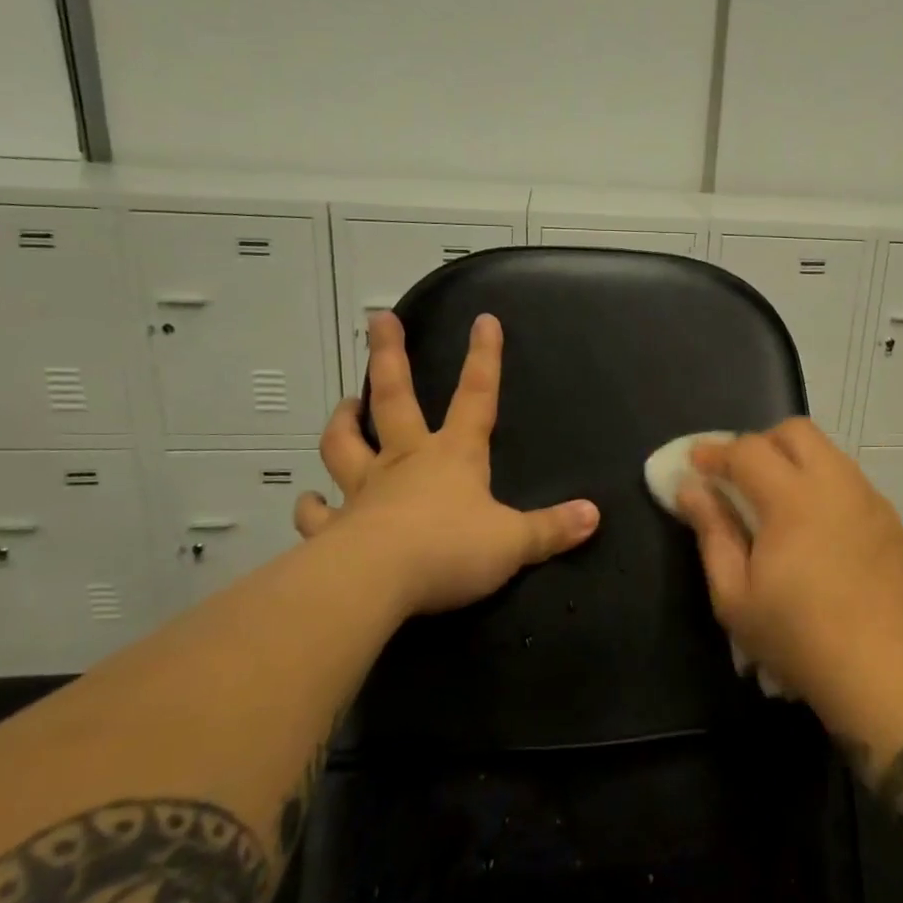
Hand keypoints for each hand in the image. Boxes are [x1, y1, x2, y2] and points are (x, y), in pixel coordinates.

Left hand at [294, 311, 598, 617]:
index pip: (476, 396)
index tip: (484, 320)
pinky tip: (309, 502)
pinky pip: (318, 512)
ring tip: (346, 405)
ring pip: (344, 445)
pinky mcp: (335, 528)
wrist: (375, 582)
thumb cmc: (449, 550)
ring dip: (343, 422)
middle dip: (390, 357)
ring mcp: (365, 490)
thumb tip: (593, 515)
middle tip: (380, 321)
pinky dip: (312, 506)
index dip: (484, 358)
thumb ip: (551, 529)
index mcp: (453, 455)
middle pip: (395, 398)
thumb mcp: (513, 542)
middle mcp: (405, 461)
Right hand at [674, 419, 902, 713]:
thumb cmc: (796, 637)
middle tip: (741, 477)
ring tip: (777, 502)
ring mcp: (869, 499)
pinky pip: (849, 481)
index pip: (747, 450)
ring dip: (795, 462)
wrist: (879, 672)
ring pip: (827, 452)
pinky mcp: (890, 519)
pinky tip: (816, 527)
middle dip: (760, 443)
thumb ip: (711, 532)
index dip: (715, 452)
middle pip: (795, 432)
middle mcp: (835, 484)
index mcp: (792, 499)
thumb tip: (690, 489)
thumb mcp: (734, 594)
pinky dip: (823, 486)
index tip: (696, 464)